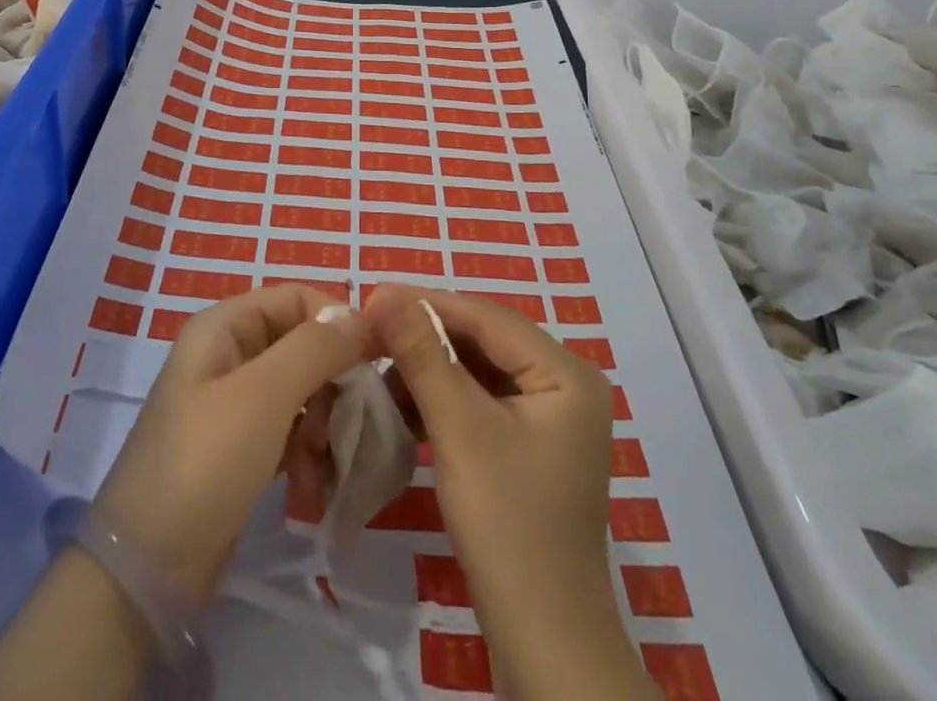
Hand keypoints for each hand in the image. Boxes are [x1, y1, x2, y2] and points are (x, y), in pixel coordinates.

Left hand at [92, 283, 369, 603]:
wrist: (147, 573)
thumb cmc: (205, 463)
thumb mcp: (263, 396)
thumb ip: (316, 348)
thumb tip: (362, 315)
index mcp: (224, 326)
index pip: (297, 298)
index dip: (338, 321)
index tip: (374, 360)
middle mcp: (229, 354)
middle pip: (303, 345)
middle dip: (330, 384)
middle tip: (343, 425)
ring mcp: (233, 404)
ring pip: (302, 391)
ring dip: (322, 426)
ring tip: (322, 467)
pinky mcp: (241, 449)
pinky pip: (290, 431)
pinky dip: (306, 455)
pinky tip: (311, 490)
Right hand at [364, 286, 651, 699]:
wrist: (543, 644)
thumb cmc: (507, 526)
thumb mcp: (459, 429)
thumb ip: (423, 354)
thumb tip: (384, 292)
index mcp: (566, 372)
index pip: (487, 317)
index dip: (428, 303)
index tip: (372, 297)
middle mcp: (565, 383)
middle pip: (484, 340)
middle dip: (427, 337)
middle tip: (370, 332)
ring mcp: (551, 416)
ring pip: (479, 370)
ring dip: (431, 369)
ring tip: (380, 369)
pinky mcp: (531, 445)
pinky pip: (483, 401)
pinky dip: (444, 400)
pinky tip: (405, 406)